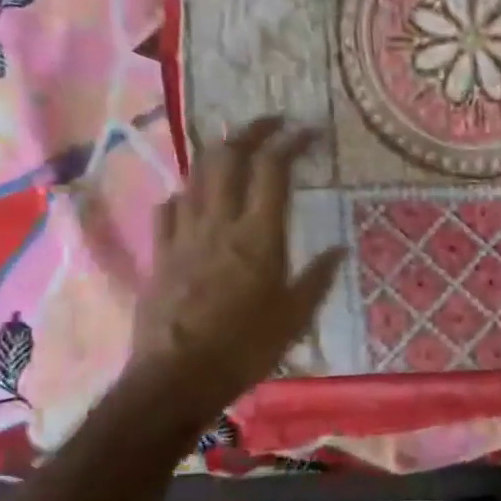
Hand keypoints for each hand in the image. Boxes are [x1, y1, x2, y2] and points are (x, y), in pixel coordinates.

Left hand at [129, 117, 344, 432]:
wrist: (177, 377)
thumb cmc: (246, 348)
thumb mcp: (296, 316)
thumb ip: (317, 277)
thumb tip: (339, 250)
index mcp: (259, 236)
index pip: (273, 170)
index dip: (290, 142)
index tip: (307, 131)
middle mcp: (219, 223)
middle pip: (228, 158)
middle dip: (250, 131)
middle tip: (270, 123)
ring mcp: (184, 235)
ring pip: (197, 176)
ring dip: (219, 155)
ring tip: (236, 152)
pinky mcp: (161, 253)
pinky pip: (170, 209)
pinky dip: (187, 194)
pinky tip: (194, 200)